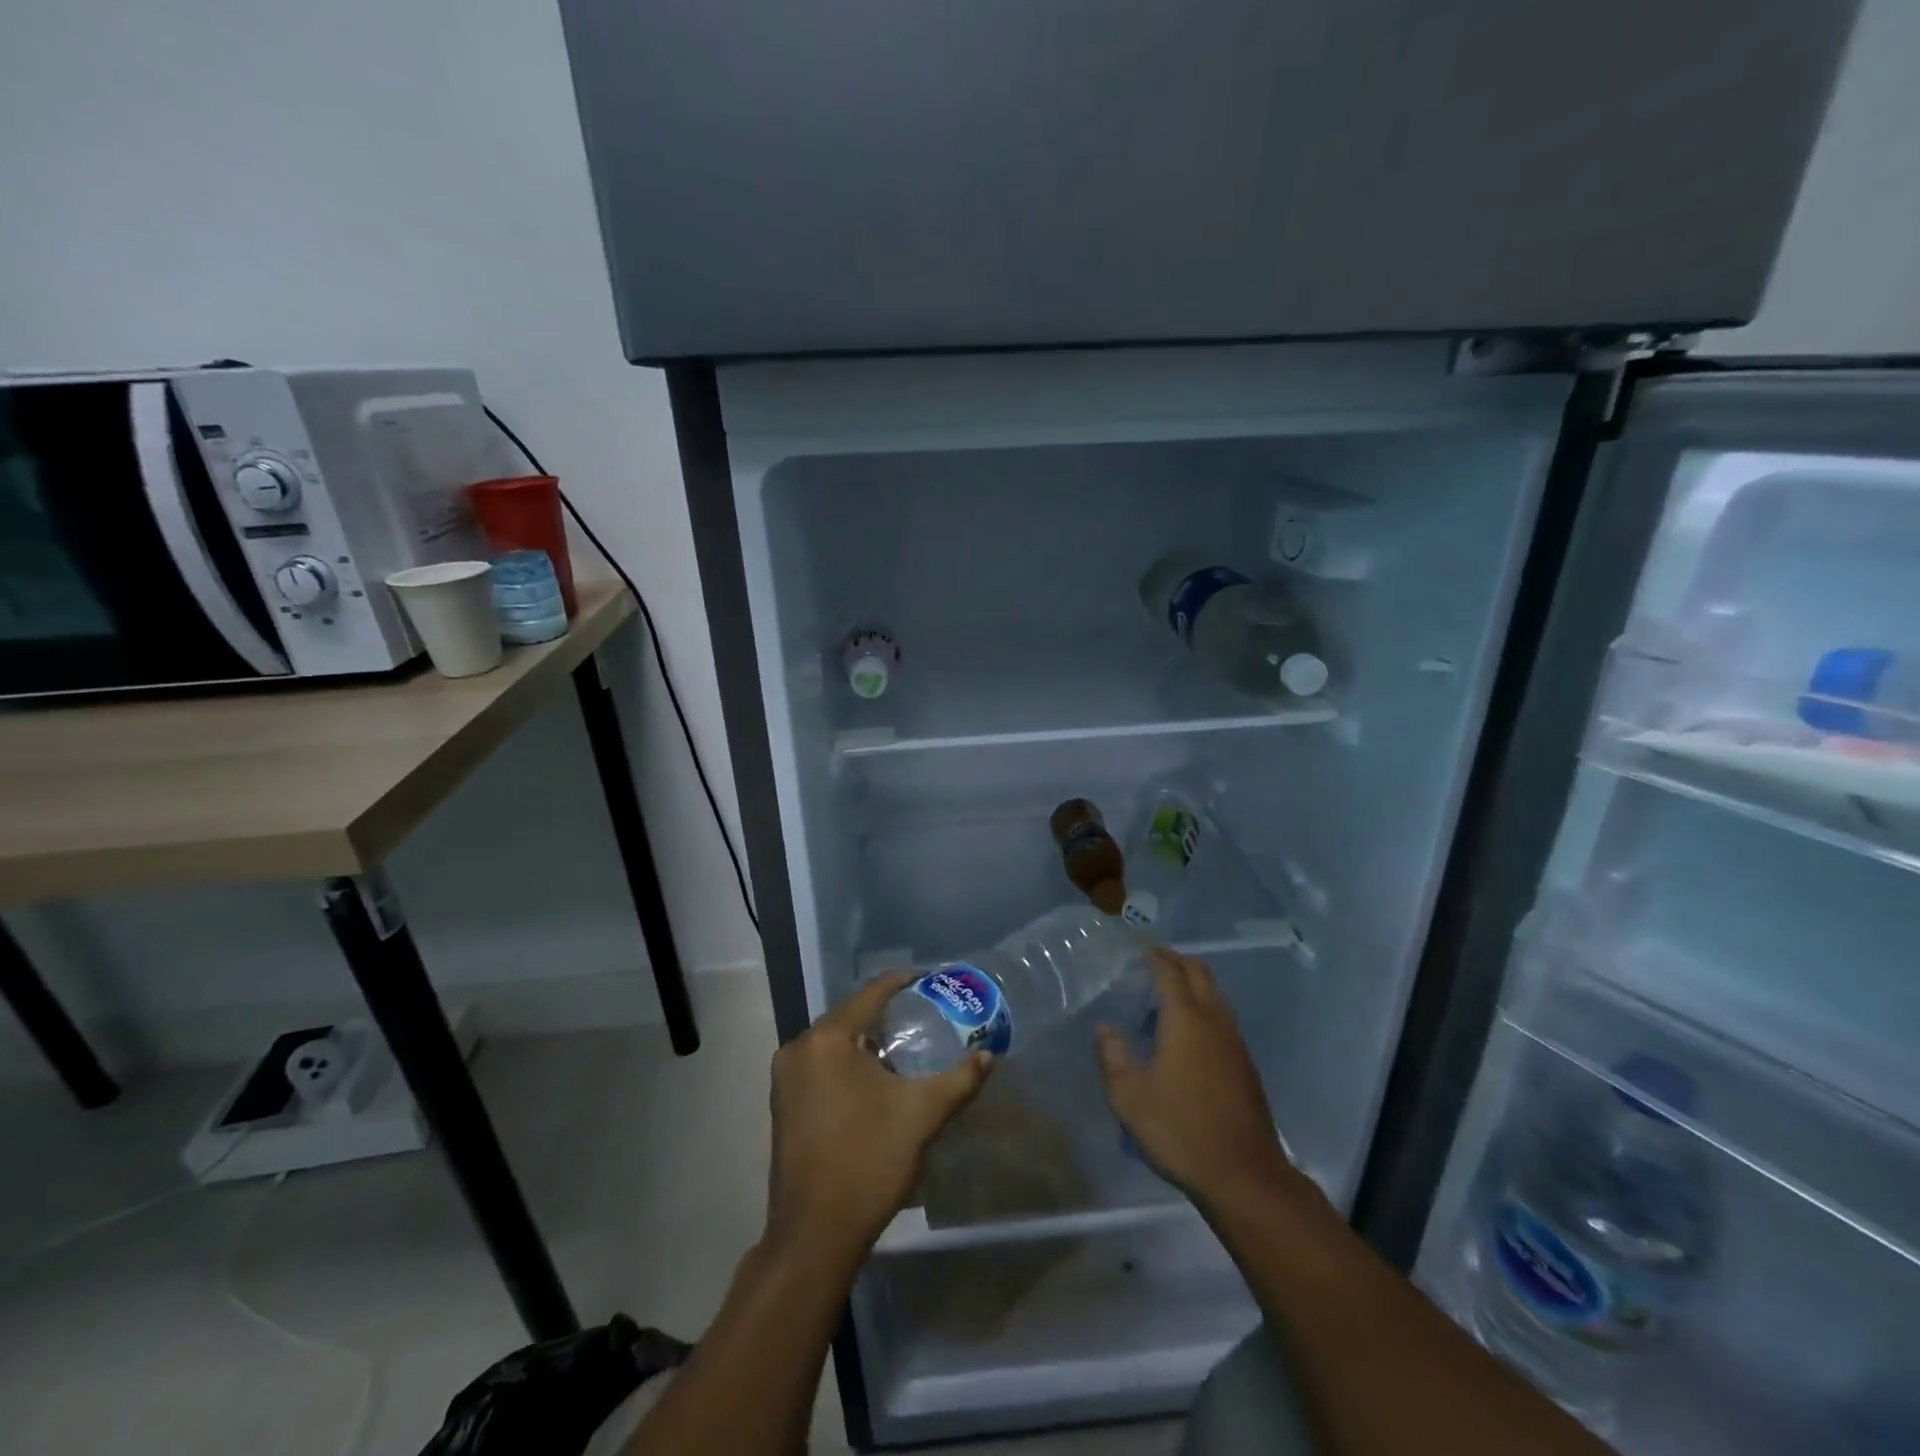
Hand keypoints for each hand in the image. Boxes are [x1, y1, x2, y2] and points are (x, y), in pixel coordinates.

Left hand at [765, 972, 993, 1262]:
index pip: (871, 994)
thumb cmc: (869, 1163)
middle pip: (850, 1014)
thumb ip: (959, 1080)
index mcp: (828, 1040)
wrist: (815, 1234)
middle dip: (886, 1012)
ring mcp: (785, 1076)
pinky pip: (820, 1062)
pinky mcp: (782, 1101)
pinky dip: (847, 1060)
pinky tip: (874, 1076)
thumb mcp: (922, 1116)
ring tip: (906, 1043)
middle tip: (925, 1013)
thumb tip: (988, 1056)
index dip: (903, 983)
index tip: (931, 980)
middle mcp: (800, 1047)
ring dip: (866, 1038)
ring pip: (834, 1040)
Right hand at [1096, 947, 1294, 1211]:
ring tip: (1165, 995)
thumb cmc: (1179, 1130)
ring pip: (1215, 995)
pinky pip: (1222, 1018)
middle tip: (1152, 961)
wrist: (1244, 1175)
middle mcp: (1214, 1020)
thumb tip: (1104, 1029)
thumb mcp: (1128, 1097)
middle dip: (1176, 960)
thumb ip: (1112, 1056)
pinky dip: (1203, 1008)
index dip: (1153, 954)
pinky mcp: (1245, 1065)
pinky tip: (1186, 1034)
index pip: (1169, 971)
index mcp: (1185, 1019)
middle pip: (1199, 973)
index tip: (1138, 944)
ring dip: (1192, 984)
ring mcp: (1234, 1042)